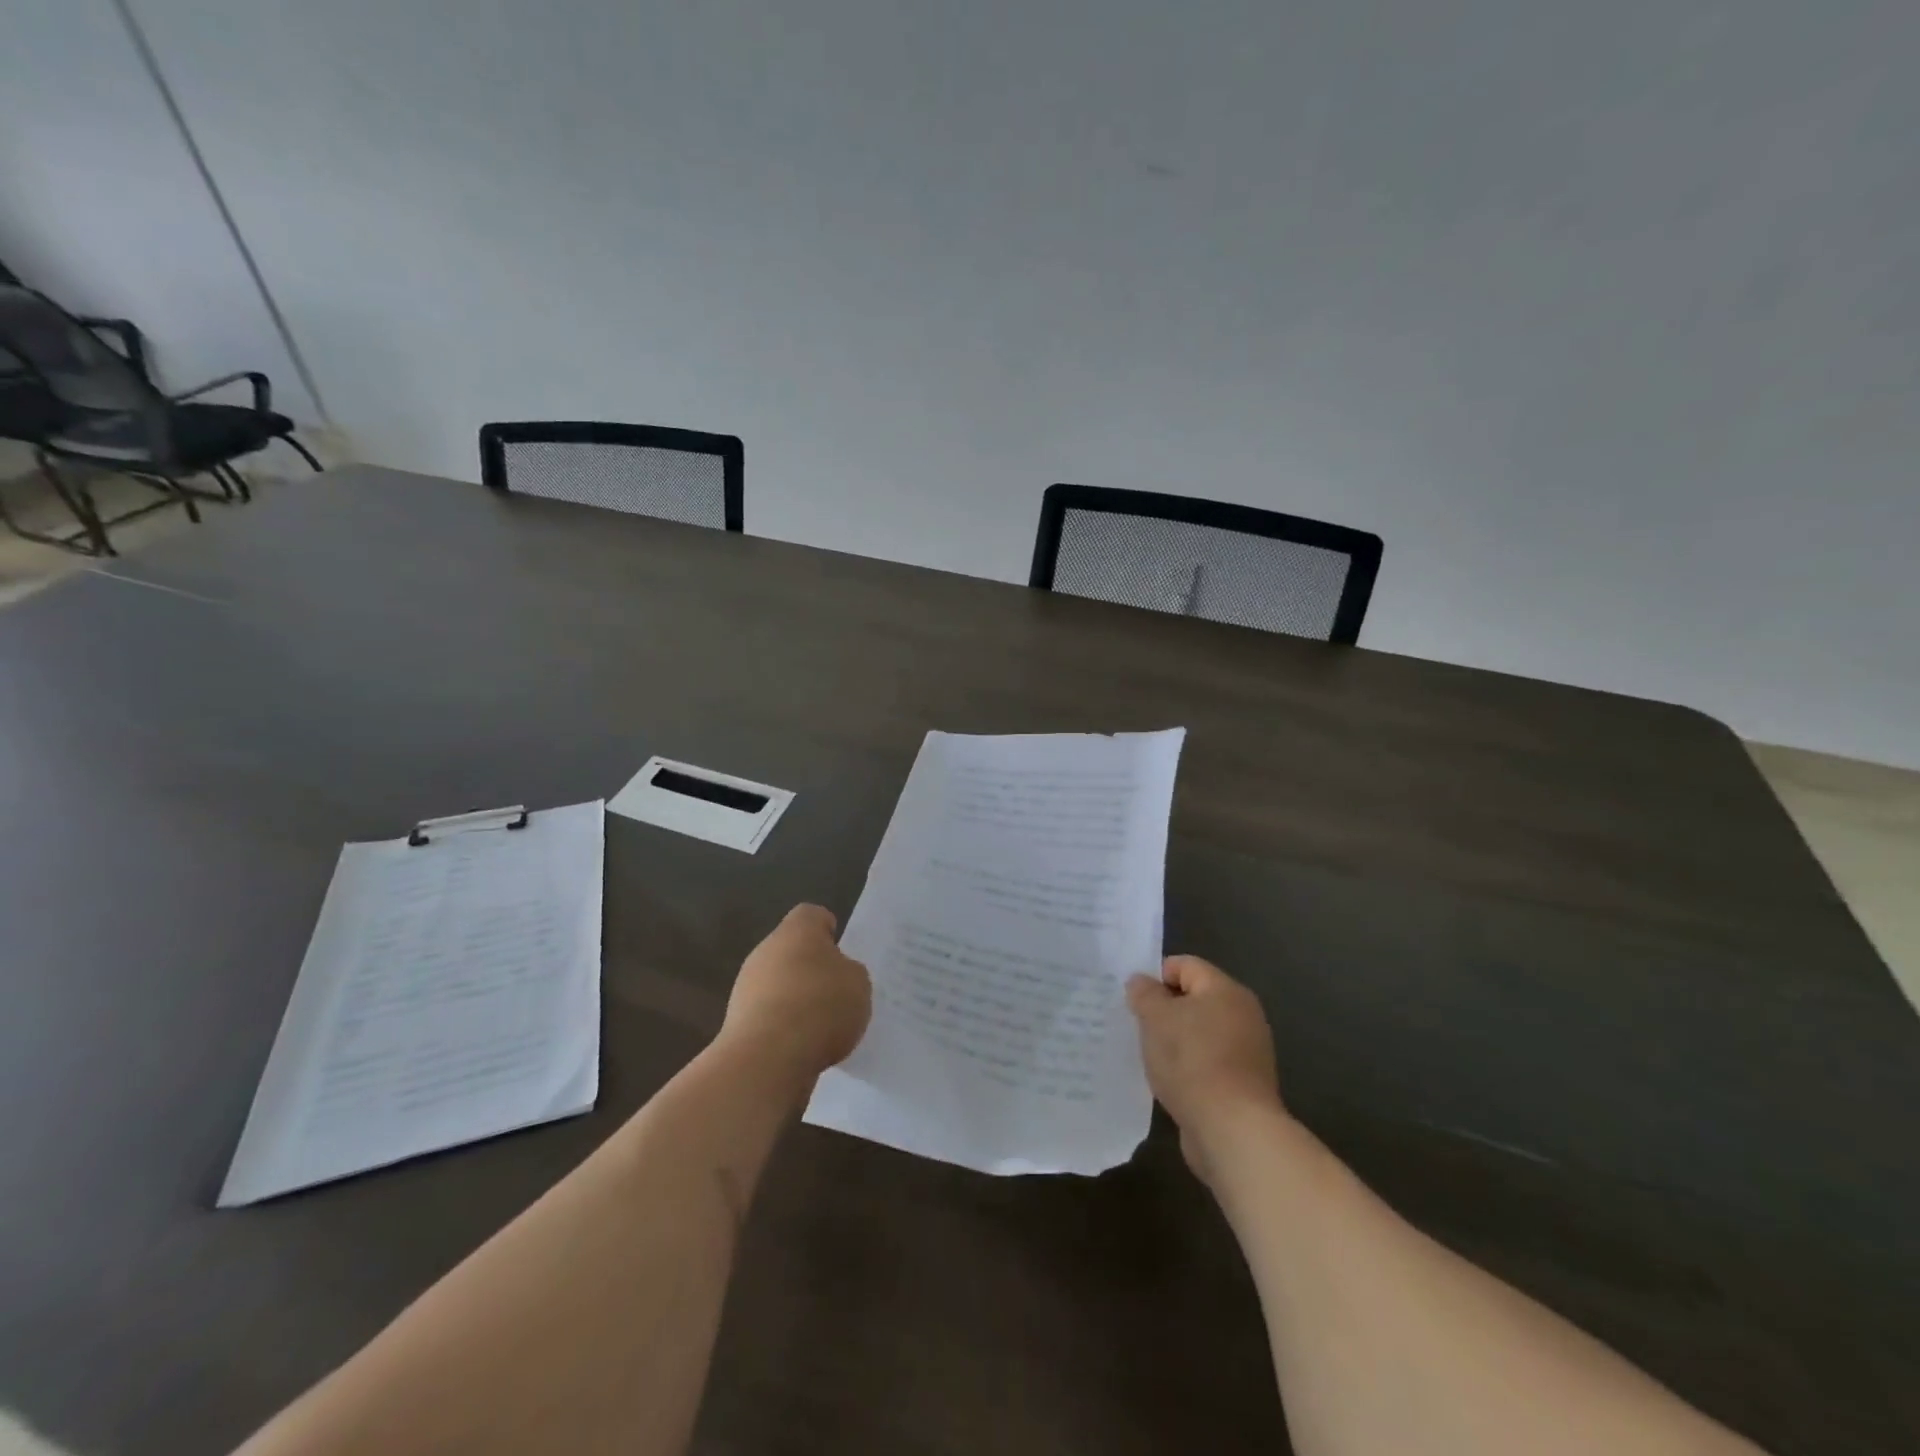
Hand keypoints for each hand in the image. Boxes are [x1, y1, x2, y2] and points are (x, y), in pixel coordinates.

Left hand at [720, 905, 870, 1087]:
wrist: (766, 1059)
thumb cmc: (820, 1006)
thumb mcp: (859, 984)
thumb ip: (850, 973)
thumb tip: (835, 977)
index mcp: (798, 930)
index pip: (812, 915)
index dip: (828, 930)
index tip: (842, 952)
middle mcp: (766, 950)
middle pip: (793, 950)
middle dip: (813, 968)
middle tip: (838, 992)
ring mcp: (747, 986)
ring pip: (779, 984)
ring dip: (797, 999)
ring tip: (823, 1027)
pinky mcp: (737, 1022)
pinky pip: (770, 1016)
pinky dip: (784, 1027)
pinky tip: (803, 1047)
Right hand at [1127, 955, 1283, 1183]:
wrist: (1233, 1129)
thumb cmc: (1191, 1061)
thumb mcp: (1156, 1018)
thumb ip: (1144, 994)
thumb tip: (1141, 981)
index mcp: (1225, 989)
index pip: (1185, 965)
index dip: (1156, 976)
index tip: (1134, 1000)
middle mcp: (1243, 1014)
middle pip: (1195, 999)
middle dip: (1165, 1010)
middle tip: (1138, 1026)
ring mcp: (1247, 1050)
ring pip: (1201, 1032)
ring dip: (1176, 1040)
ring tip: (1151, 1056)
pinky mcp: (1245, 1083)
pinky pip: (1209, 1061)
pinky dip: (1190, 1067)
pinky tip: (1170, 1081)